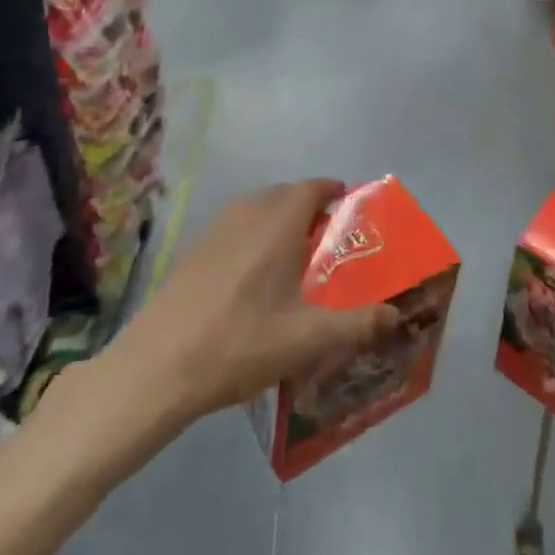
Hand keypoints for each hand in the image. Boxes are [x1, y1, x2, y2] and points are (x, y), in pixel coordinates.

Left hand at [111, 179, 397, 423]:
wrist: (157, 367)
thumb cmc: (240, 344)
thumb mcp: (307, 340)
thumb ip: (357, 324)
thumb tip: (397, 315)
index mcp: (278, 224)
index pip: (311, 187)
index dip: (332, 190)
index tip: (348, 204)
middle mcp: (247, 215)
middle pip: (284, 193)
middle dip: (308, 205)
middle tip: (327, 236)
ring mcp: (215, 230)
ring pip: (256, 207)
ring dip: (278, 217)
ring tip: (294, 254)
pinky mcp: (194, 250)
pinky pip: (235, 225)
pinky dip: (254, 233)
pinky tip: (254, 275)